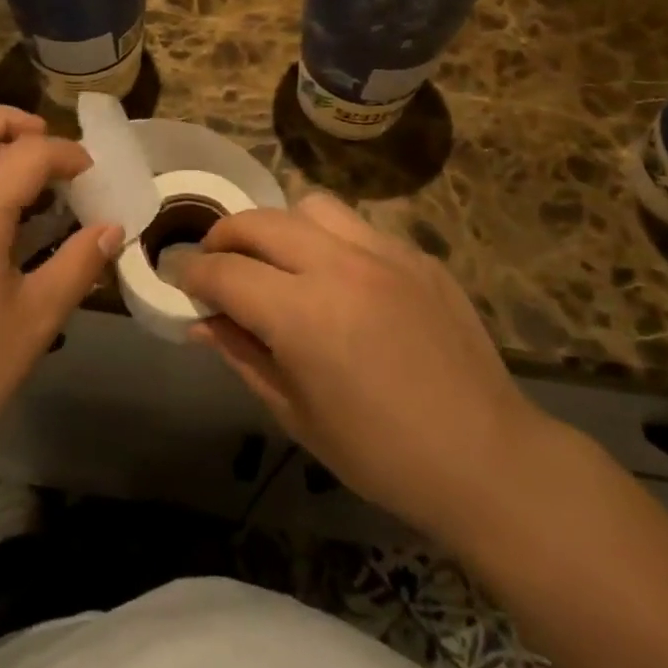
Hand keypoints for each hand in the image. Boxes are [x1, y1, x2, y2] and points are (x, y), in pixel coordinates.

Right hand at [178, 191, 545, 535]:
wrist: (485, 459)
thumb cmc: (380, 454)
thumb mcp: (294, 413)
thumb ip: (242, 353)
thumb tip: (202, 320)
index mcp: (302, 315)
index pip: (224, 271)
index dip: (192, 274)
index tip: (182, 282)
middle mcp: (338, 267)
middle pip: (258, 222)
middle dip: (224, 238)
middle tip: (217, 264)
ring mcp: (384, 254)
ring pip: (309, 208)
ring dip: (279, 228)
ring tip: (281, 262)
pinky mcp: (417, 256)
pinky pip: (358, 228)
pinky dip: (330, 242)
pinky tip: (341, 280)